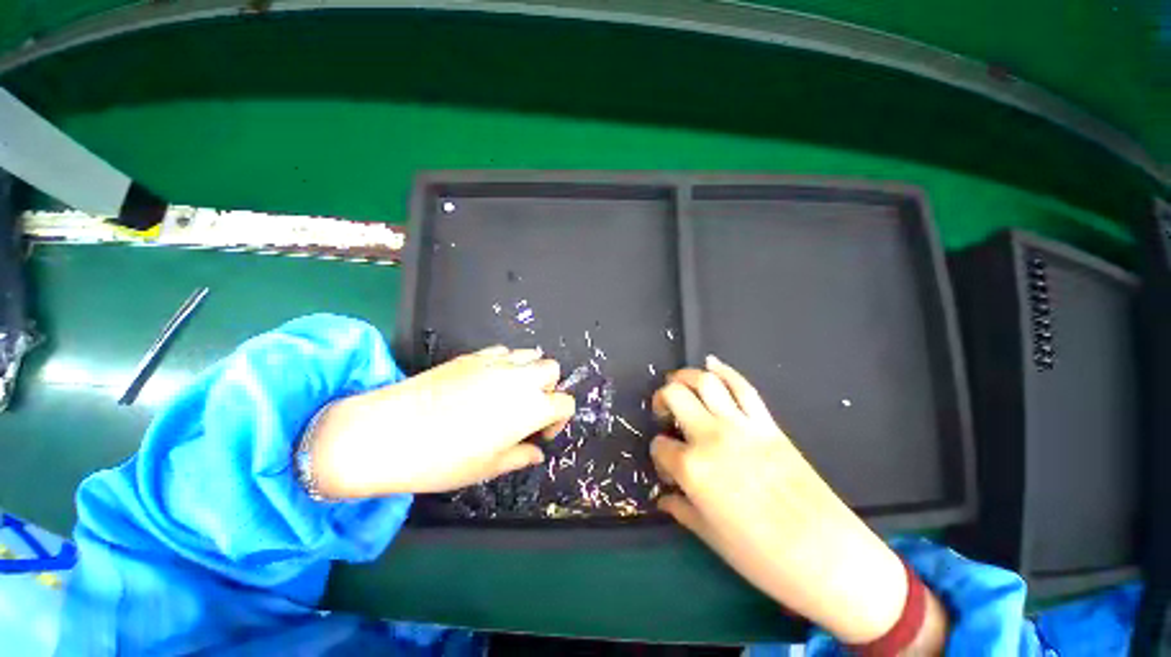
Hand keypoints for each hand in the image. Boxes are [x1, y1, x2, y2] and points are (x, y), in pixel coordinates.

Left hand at [306, 346, 574, 497]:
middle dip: (548, 388)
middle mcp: (520, 379)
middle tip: (528, 409)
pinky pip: (503, 351)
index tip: (540, 434)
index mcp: (531, 407)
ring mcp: (497, 362)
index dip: (559, 420)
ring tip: (510, 392)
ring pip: (531, 354)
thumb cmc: (444, 460)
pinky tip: (487, 381)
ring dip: (529, 371)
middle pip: (552, 370)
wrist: (390, 433)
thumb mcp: (489, 467)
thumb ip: (521, 456)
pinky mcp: (473, 355)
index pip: (565, 403)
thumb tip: (536, 452)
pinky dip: (505, 363)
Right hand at [651, 356, 945, 649]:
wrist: (827, 556)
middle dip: (661, 400)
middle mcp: (711, 437)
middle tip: (663, 412)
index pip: (660, 447)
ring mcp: (740, 425)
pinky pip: (743, 387)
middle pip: (674, 396)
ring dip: (684, 376)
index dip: (658, 455)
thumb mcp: (710, 536)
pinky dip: (724, 370)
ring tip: (678, 383)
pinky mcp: (766, 423)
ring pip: (705, 382)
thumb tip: (664, 497)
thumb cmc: (762, 556)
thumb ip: (681, 509)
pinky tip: (711, 363)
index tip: (667, 468)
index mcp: (692, 468)